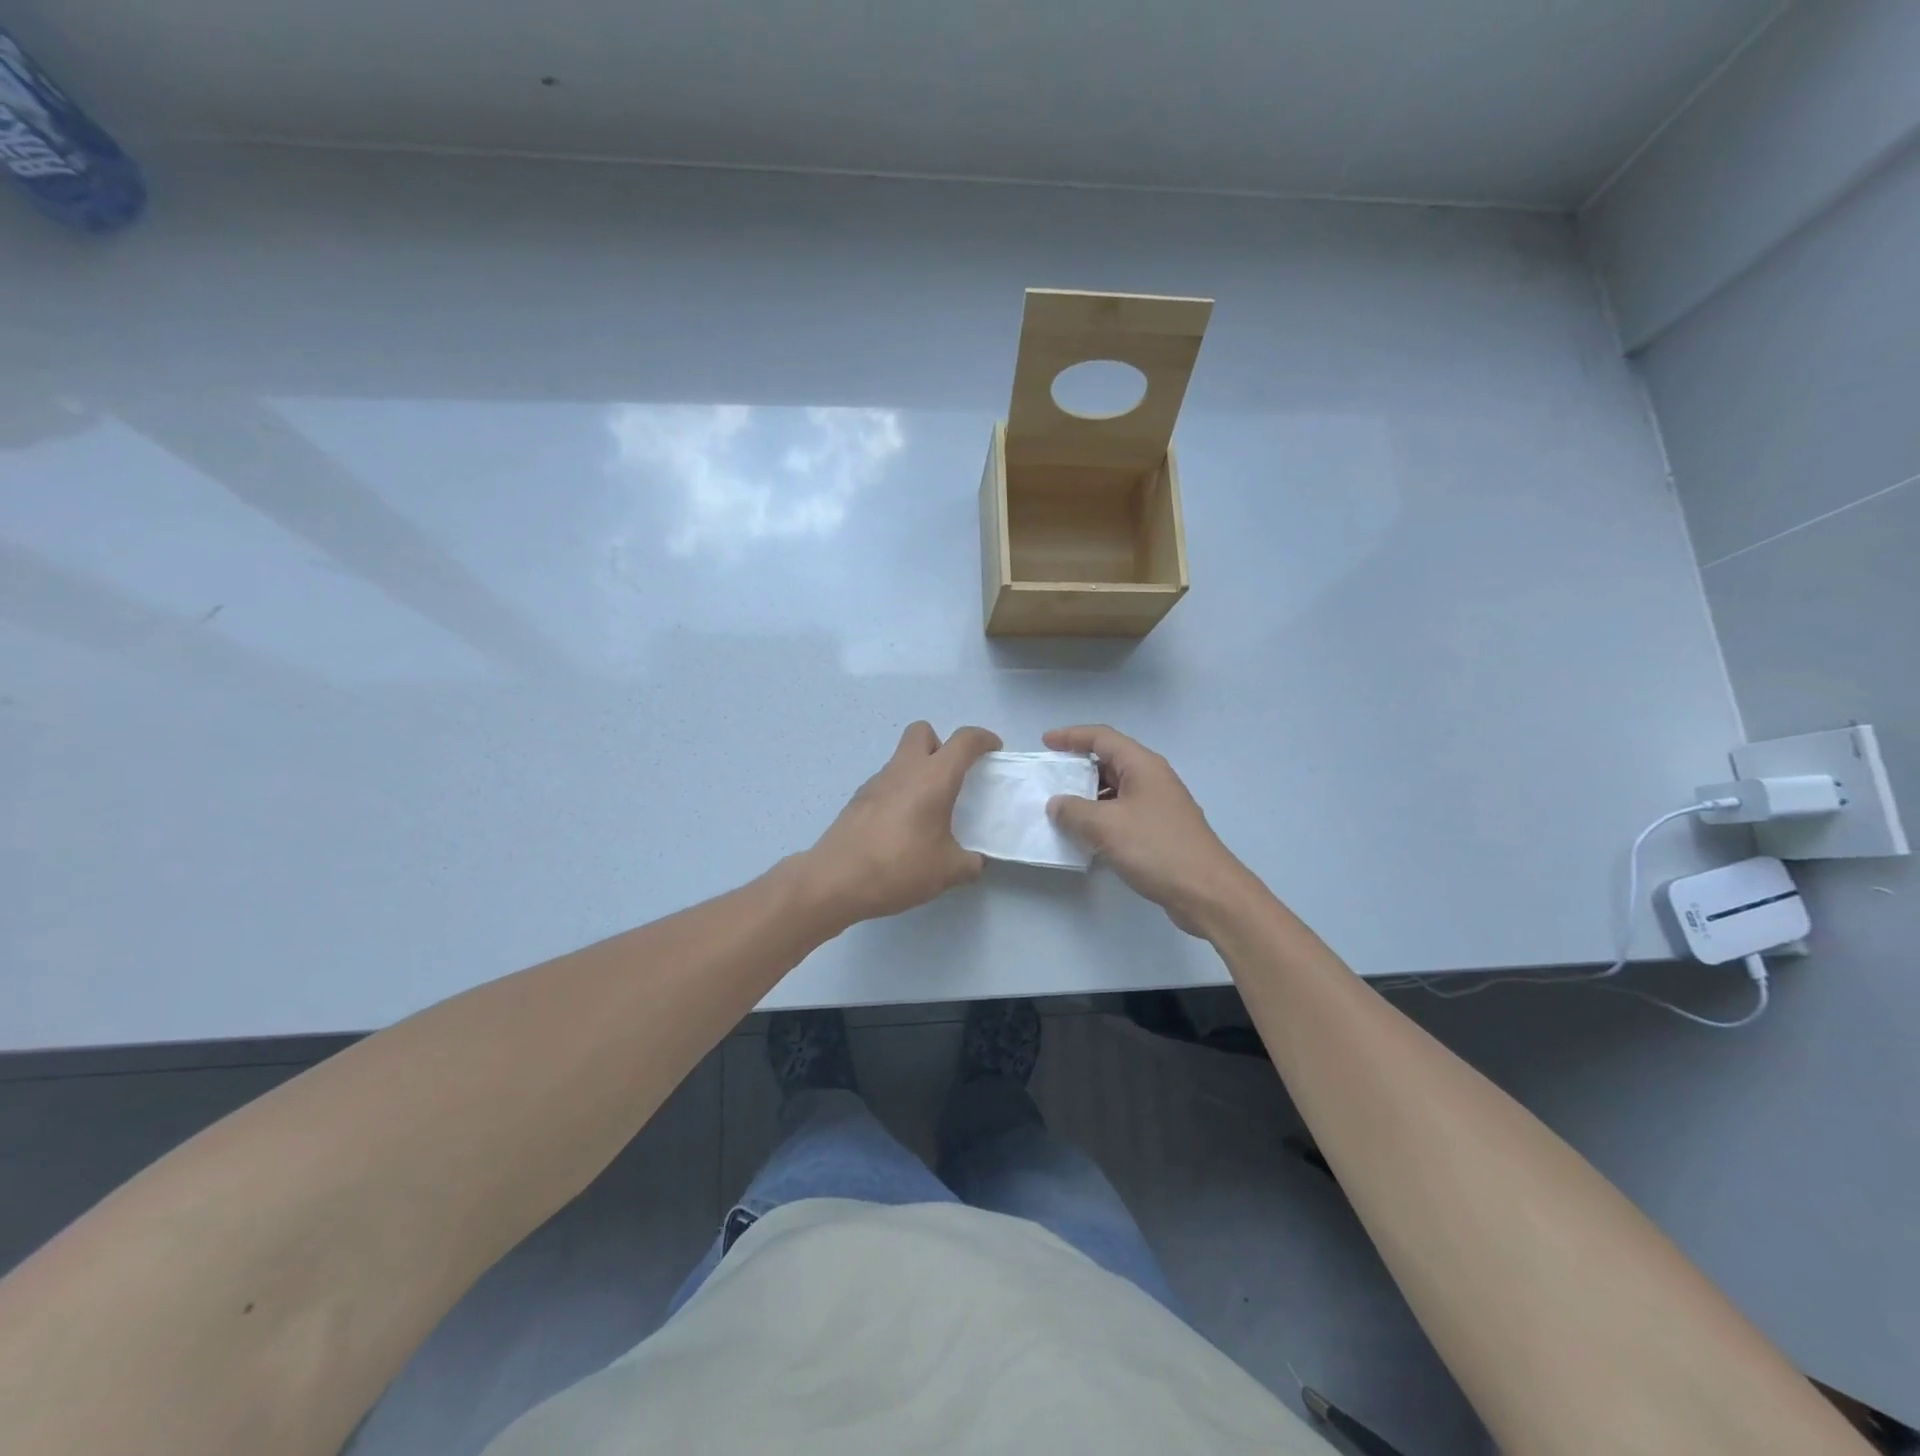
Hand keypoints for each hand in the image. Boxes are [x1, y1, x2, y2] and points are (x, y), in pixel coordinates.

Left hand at [802, 721, 1001, 926]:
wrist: (835, 880)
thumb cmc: (899, 867)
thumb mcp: (947, 871)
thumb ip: (969, 863)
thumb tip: (974, 862)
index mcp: (933, 778)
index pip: (963, 740)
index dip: (983, 739)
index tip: (993, 750)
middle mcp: (904, 770)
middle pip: (923, 732)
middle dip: (941, 744)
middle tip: (952, 776)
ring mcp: (876, 782)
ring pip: (902, 757)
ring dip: (919, 770)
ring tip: (928, 809)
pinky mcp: (858, 799)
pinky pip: (887, 782)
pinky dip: (900, 791)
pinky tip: (902, 826)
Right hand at [1043, 725, 1256, 935]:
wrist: (1206, 892)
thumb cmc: (1156, 848)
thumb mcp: (1104, 826)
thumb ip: (1073, 811)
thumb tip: (1056, 804)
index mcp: (1141, 765)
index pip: (1101, 737)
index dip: (1071, 736)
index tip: (1045, 743)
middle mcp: (1152, 778)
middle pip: (1109, 761)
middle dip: (1077, 768)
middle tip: (1049, 779)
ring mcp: (1159, 805)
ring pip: (1115, 790)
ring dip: (1088, 797)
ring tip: (1060, 810)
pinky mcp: (1160, 830)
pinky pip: (1123, 813)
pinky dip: (1101, 818)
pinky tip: (1085, 836)